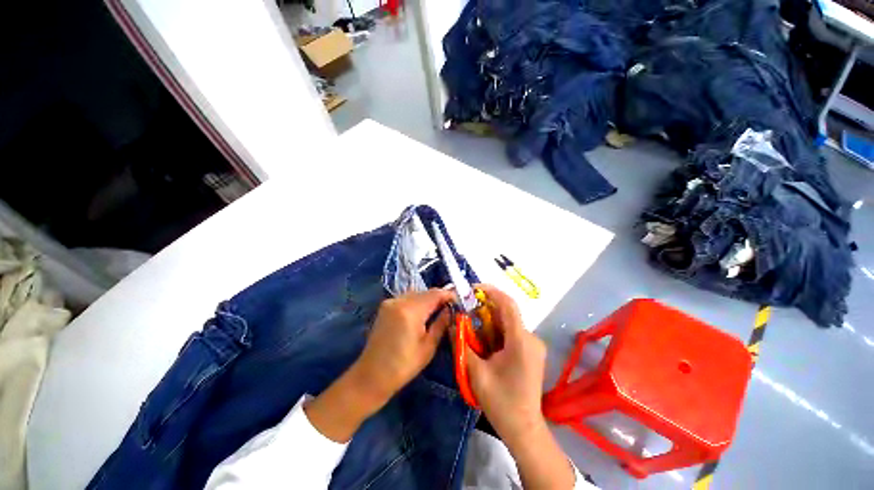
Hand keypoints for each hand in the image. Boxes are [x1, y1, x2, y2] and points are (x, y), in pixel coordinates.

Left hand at [305, 289, 451, 441]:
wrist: (372, 375)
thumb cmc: (403, 365)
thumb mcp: (428, 347)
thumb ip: (441, 324)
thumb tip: (451, 310)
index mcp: (411, 311)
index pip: (435, 294)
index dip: (448, 295)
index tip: (459, 301)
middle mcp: (399, 301)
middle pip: (425, 292)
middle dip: (439, 297)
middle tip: (450, 307)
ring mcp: (390, 302)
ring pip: (416, 293)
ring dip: (428, 299)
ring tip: (438, 310)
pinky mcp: (385, 307)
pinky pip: (406, 298)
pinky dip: (417, 302)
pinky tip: (422, 313)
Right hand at [465, 285, 575, 488]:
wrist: (524, 429)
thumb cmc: (501, 402)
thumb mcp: (476, 372)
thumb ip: (462, 344)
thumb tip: (451, 323)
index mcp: (520, 341)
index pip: (508, 305)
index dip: (491, 292)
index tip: (473, 288)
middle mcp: (531, 338)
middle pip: (507, 313)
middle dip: (485, 309)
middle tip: (466, 312)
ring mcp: (533, 345)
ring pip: (508, 323)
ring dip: (489, 322)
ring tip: (471, 329)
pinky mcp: (530, 351)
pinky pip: (511, 333)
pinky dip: (496, 332)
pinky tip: (484, 342)